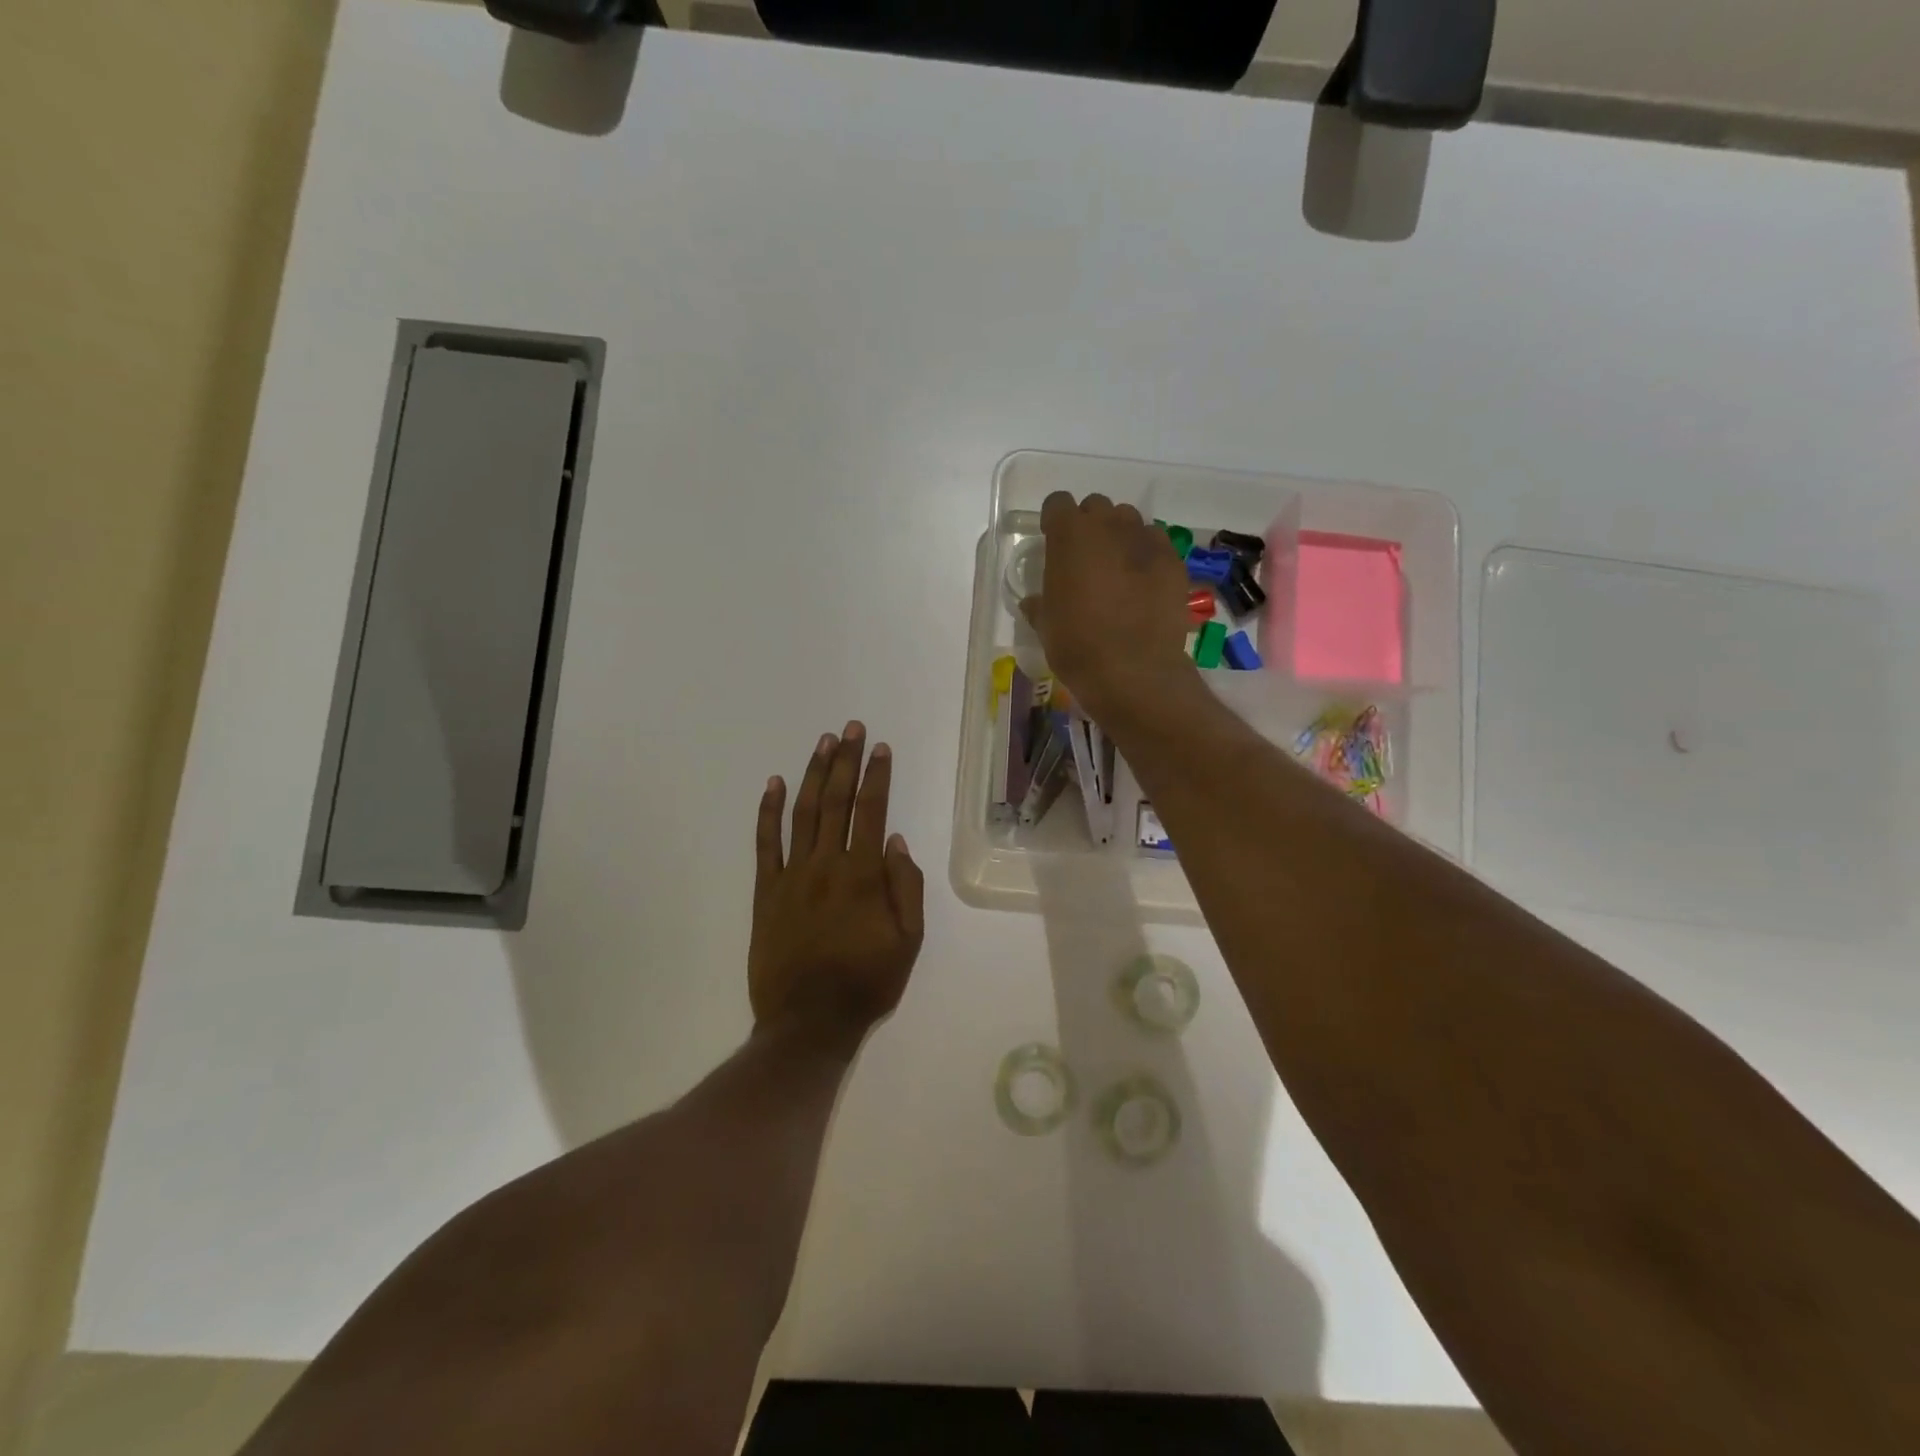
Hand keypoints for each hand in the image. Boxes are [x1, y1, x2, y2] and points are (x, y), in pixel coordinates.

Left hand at [749, 723, 924, 1056]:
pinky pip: (765, 843)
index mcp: (864, 875)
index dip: (877, 776)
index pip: (873, 811)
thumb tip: (897, 842)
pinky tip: (773, 783)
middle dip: (846, 761)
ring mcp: (792, 875)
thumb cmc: (866, 983)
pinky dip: (768, 811)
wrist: (808, 1023)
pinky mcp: (766, 891)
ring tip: (823, 743)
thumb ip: (906, 888)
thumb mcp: (908, 942)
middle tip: (852, 728)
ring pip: (804, 812)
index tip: (881, 748)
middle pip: (838, 801)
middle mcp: (827, 864)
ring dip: (814, 774)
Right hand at [1022, 491, 1194, 725]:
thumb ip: (1039, 604)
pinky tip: (1144, 584)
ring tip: (1118, 569)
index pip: (1058, 503)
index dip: (1054, 521)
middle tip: (1086, 558)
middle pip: (1097, 507)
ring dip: (1119, 537)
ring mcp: (1145, 540)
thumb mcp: (1046, 626)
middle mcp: (1108, 526)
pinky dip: (1147, 556)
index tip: (1053, 541)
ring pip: (1129, 521)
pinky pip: (1156, 543)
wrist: (1133, 671)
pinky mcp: (1173, 560)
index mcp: (1069, 536)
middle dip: (1090, 526)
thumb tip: (1033, 602)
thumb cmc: (1077, 646)